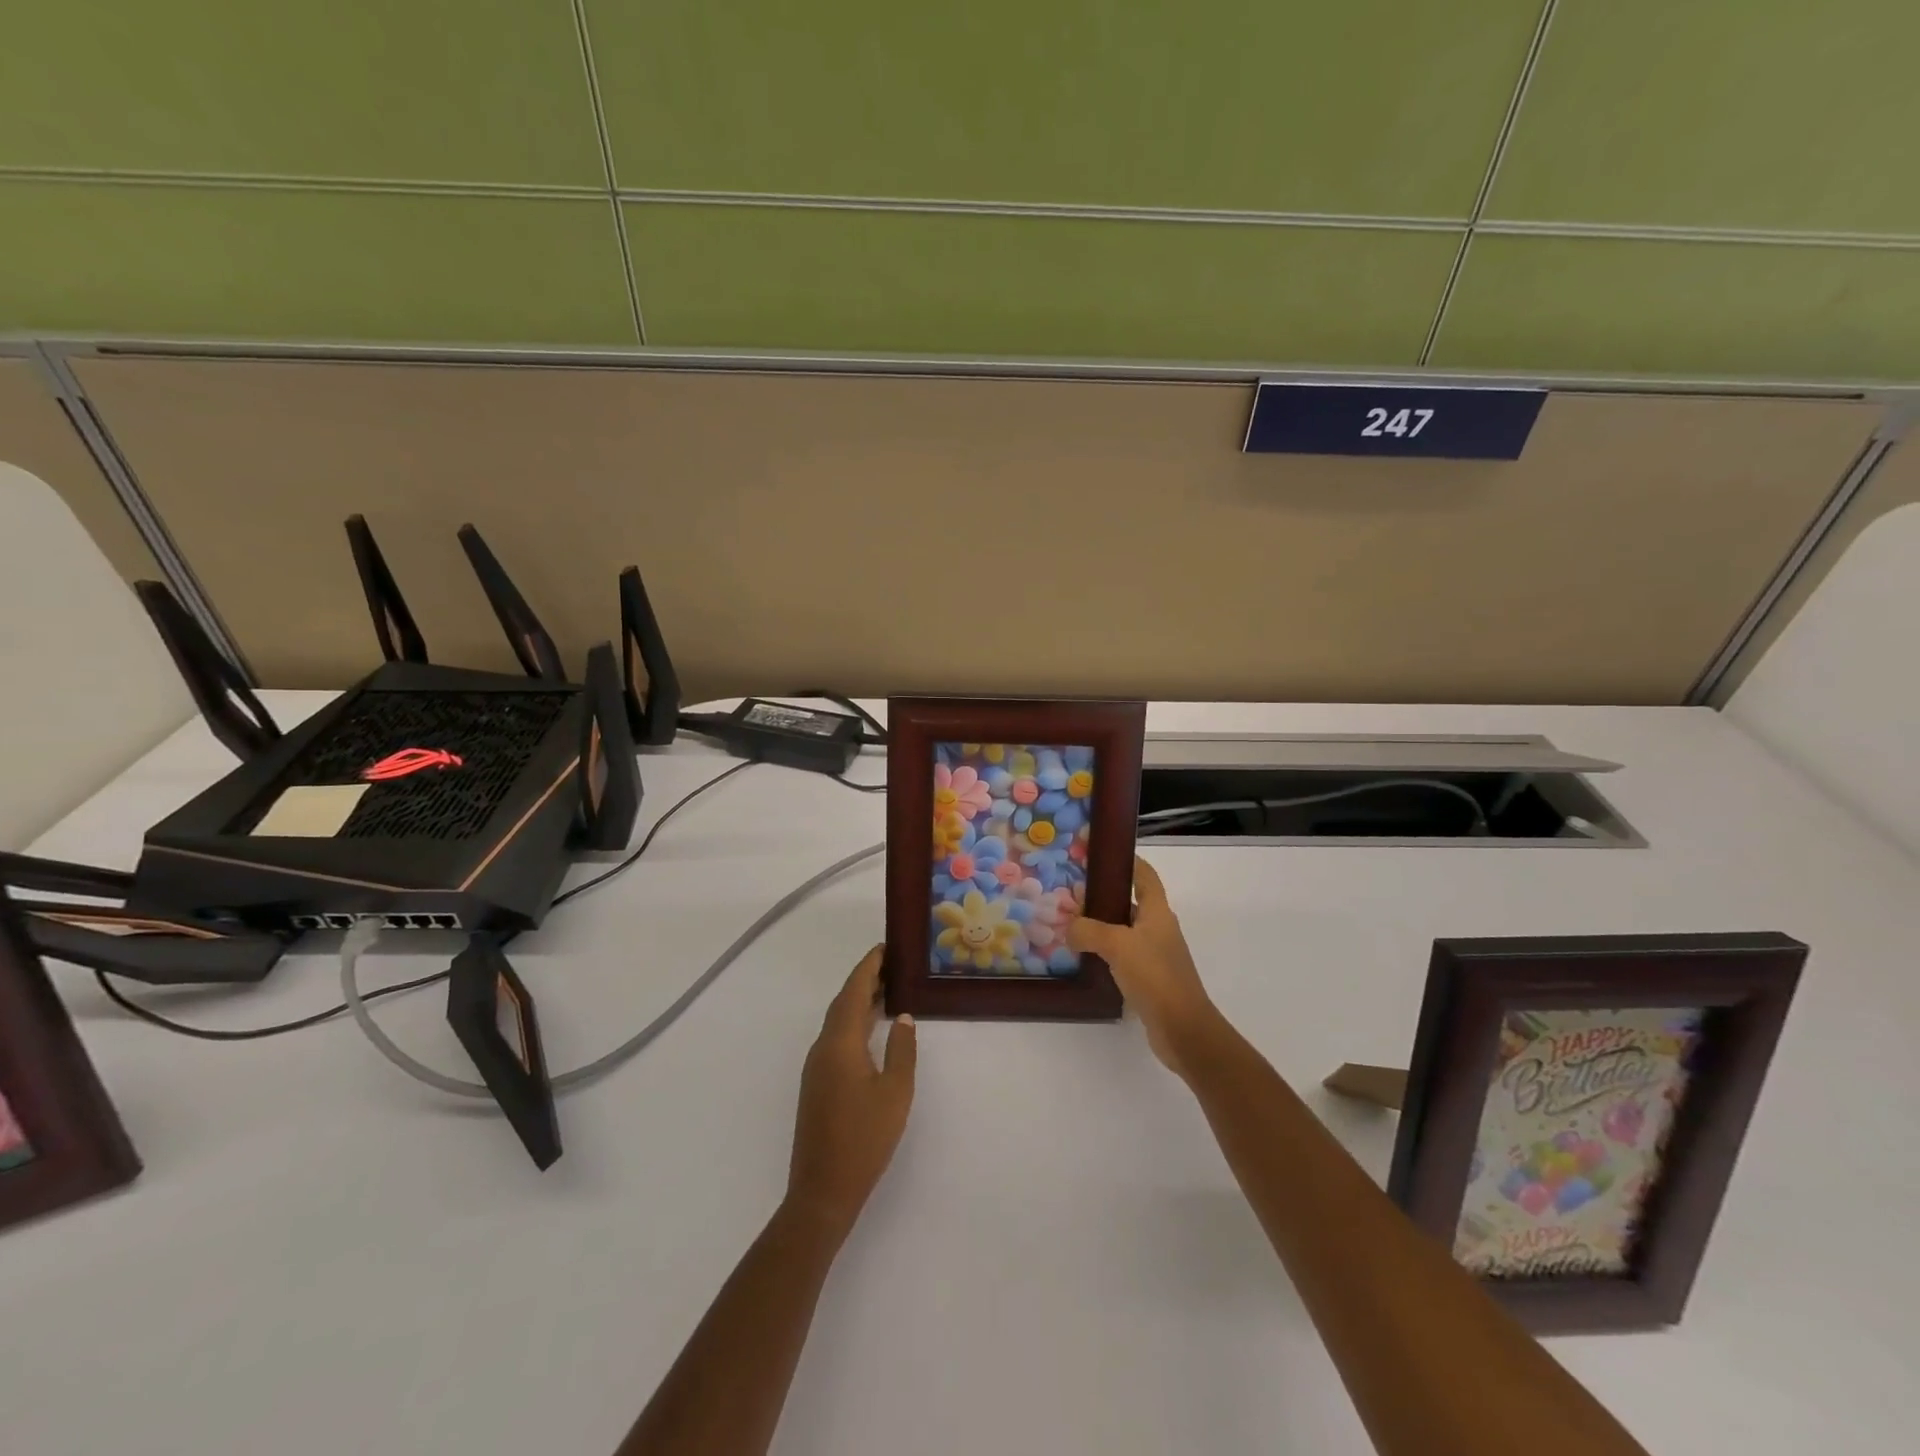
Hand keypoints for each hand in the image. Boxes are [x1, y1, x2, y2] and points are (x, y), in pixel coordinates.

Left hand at [785, 946, 916, 1239]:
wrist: (822, 1192)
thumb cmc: (863, 1140)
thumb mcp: (895, 1093)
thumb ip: (901, 1050)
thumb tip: (903, 1018)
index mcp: (840, 1043)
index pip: (854, 992)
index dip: (868, 967)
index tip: (885, 946)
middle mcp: (823, 1048)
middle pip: (843, 1002)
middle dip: (865, 979)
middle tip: (892, 963)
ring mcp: (817, 1067)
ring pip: (838, 1021)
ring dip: (859, 1001)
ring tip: (887, 988)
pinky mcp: (817, 1084)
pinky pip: (836, 1038)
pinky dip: (854, 1022)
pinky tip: (871, 1029)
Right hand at [1067, 857, 1225, 1078]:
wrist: (1183, 1028)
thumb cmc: (1155, 975)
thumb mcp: (1117, 945)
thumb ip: (1088, 930)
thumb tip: (1069, 929)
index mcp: (1158, 911)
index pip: (1145, 875)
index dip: (1127, 861)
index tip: (1100, 854)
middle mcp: (1158, 928)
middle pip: (1130, 902)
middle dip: (1103, 895)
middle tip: (1071, 892)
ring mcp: (1155, 954)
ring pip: (1124, 930)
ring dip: (1101, 925)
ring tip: (1070, 924)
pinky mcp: (1149, 978)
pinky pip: (1122, 956)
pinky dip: (1104, 952)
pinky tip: (1083, 957)